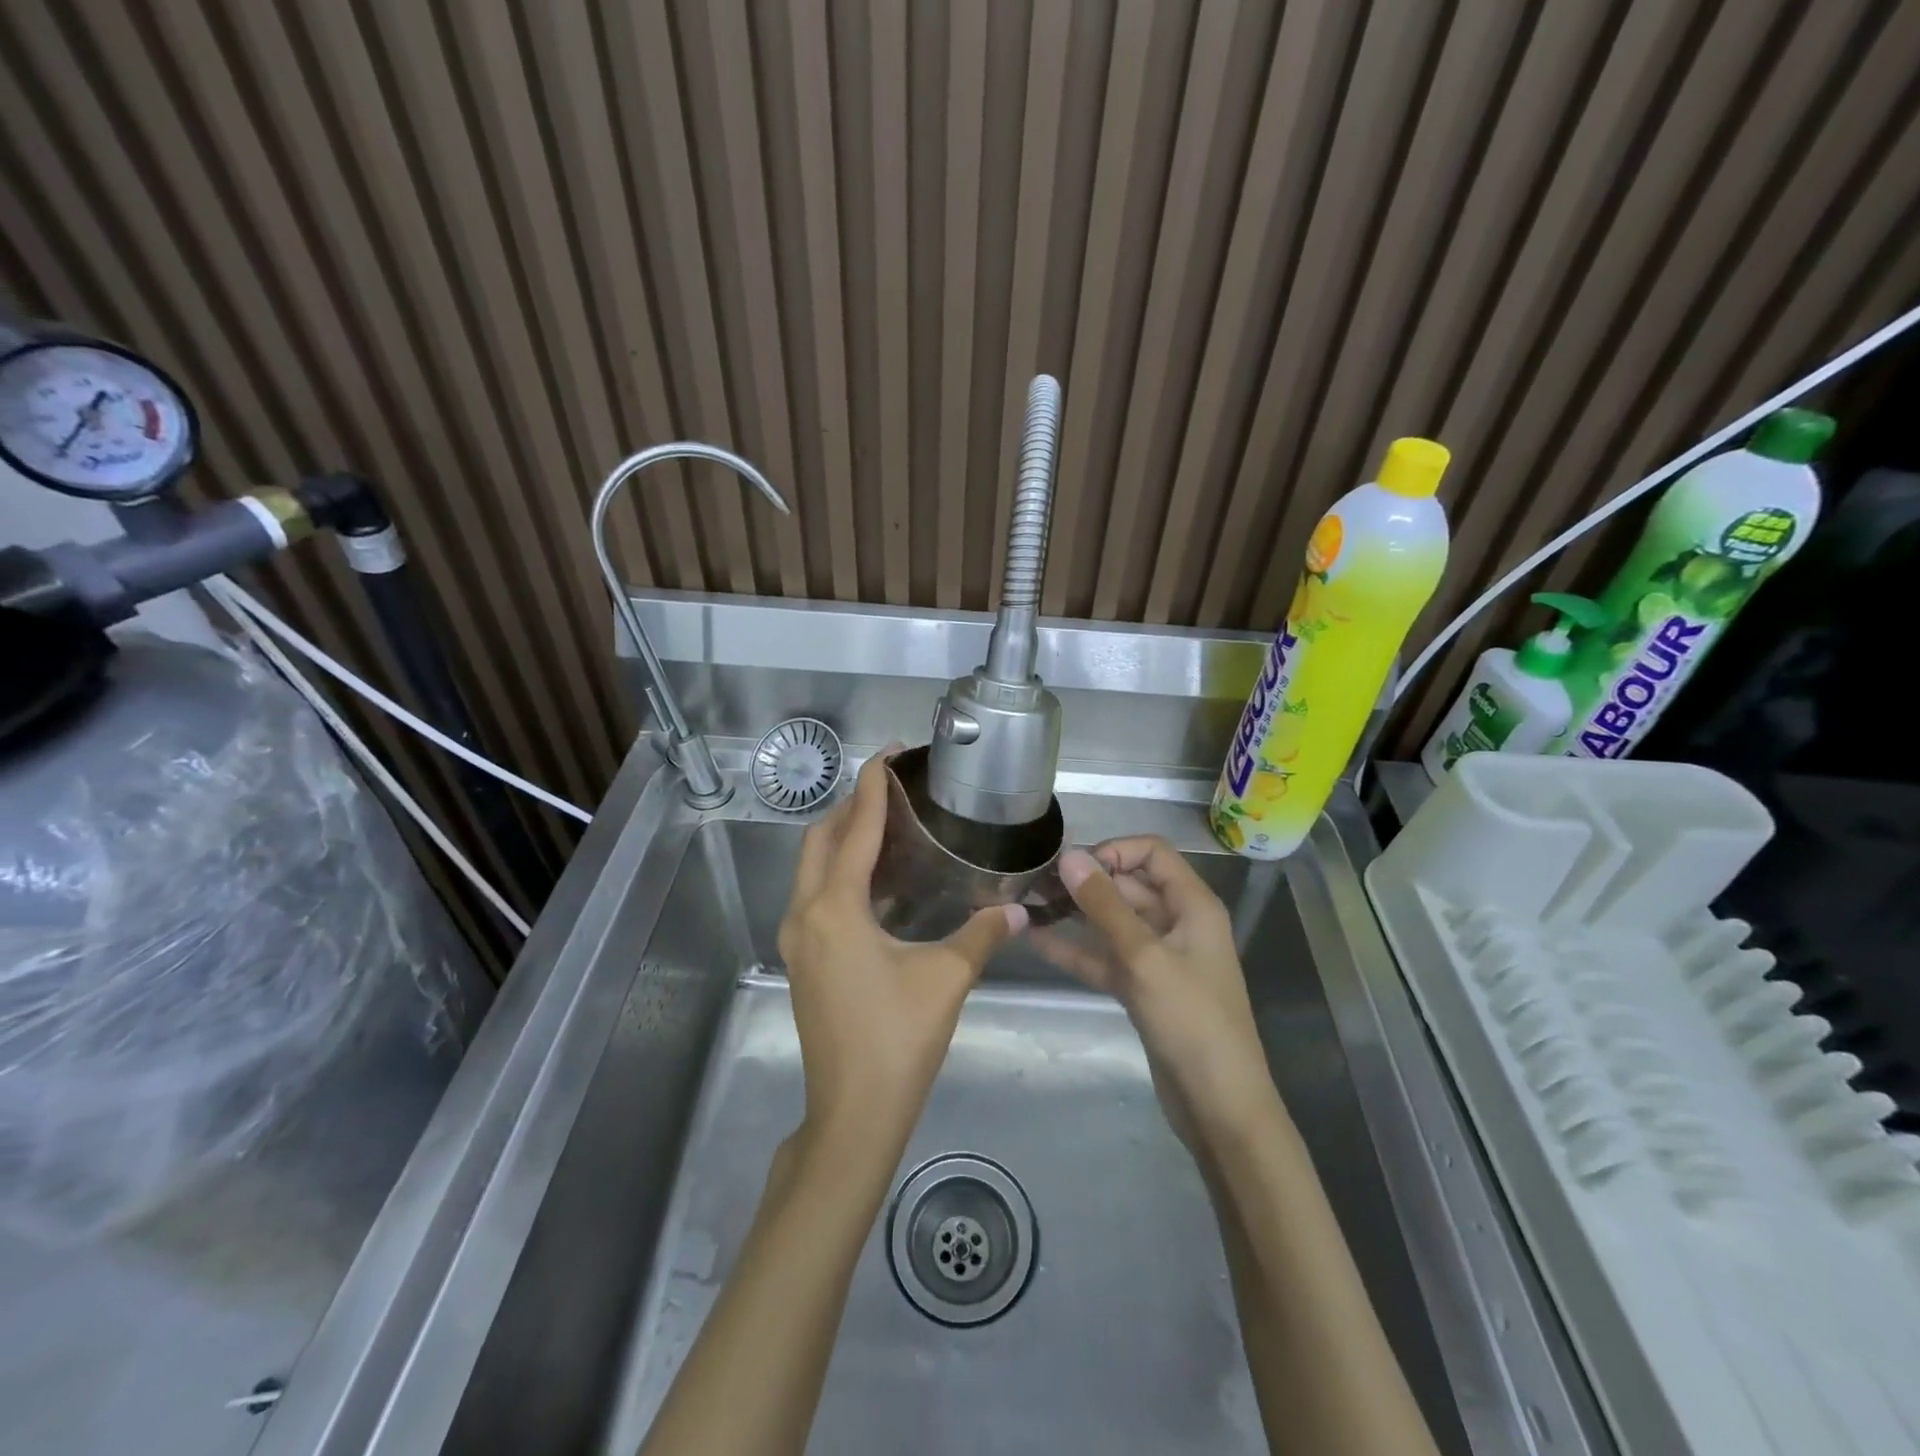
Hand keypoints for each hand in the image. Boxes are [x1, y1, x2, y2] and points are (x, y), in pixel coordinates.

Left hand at [778, 750, 1025, 1160]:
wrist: (852, 1114)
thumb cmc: (898, 1040)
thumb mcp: (947, 978)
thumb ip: (983, 934)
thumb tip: (1020, 908)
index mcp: (835, 908)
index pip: (853, 828)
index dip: (872, 787)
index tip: (890, 754)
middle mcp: (806, 913)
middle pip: (820, 839)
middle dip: (852, 805)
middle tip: (892, 788)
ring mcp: (798, 938)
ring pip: (812, 867)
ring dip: (842, 837)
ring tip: (887, 824)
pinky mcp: (802, 959)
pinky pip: (815, 893)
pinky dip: (840, 870)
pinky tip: (878, 879)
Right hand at [1040, 838, 1279, 1147]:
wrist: (1219, 1106)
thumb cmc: (1191, 1021)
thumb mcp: (1144, 957)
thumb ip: (1105, 905)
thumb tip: (1070, 856)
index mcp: (1193, 906)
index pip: (1152, 853)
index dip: (1113, 851)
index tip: (1073, 867)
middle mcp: (1177, 923)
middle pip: (1128, 885)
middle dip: (1086, 881)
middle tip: (1035, 884)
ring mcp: (1158, 958)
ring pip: (1113, 922)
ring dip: (1076, 913)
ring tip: (1028, 904)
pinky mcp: (1142, 988)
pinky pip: (1105, 957)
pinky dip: (1076, 949)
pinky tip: (1037, 941)